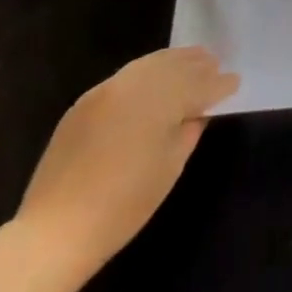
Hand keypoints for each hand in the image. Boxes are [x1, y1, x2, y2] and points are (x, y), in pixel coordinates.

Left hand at [14, 47, 238, 285]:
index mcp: (157, 101)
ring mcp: (105, 91)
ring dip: (172, 61)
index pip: (197, 85)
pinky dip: (146, 72)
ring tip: (191, 61)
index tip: (235, 82)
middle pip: (172, 65)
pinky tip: (154, 80)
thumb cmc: (124, 205)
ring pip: (147, 64)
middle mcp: (132, 85)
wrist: (56, 231)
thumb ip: (188, 131)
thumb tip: (198, 112)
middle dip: (196, 64)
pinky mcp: (85, 102)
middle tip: (216, 63)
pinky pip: (126, 76)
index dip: (219, 84)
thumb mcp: (170, 168)